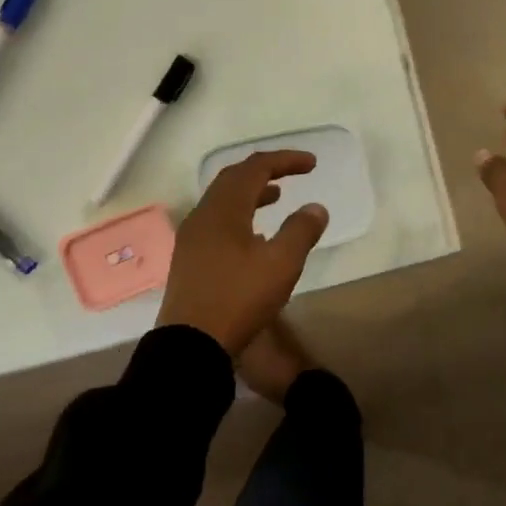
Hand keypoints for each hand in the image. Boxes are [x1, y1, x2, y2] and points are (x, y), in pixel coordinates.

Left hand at [159, 150, 328, 355]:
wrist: (191, 345)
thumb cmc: (239, 298)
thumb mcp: (282, 264)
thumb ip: (301, 230)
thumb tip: (315, 207)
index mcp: (225, 208)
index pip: (255, 168)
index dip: (285, 160)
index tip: (312, 164)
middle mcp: (204, 215)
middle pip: (234, 178)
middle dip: (266, 170)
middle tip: (293, 173)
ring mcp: (192, 237)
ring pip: (223, 200)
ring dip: (251, 192)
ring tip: (276, 197)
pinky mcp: (190, 258)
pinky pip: (217, 221)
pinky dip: (240, 214)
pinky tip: (255, 235)